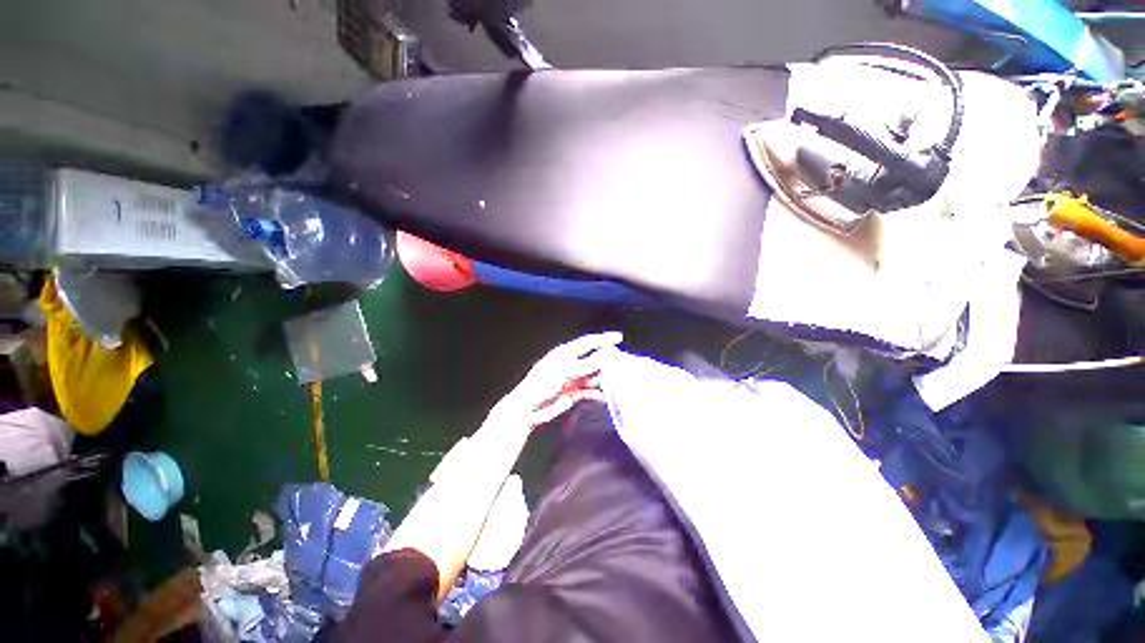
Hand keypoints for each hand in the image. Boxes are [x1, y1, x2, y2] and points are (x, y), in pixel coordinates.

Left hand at [487, 332, 622, 429]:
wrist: (528, 409)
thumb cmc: (543, 384)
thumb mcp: (566, 370)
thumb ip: (588, 363)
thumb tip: (608, 352)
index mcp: (566, 353)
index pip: (588, 342)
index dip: (604, 339)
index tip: (619, 337)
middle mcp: (571, 364)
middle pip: (593, 359)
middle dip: (607, 360)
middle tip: (624, 363)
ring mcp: (573, 379)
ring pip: (593, 376)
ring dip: (604, 378)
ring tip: (619, 380)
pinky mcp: (573, 393)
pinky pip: (589, 391)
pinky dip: (598, 393)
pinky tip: (606, 396)